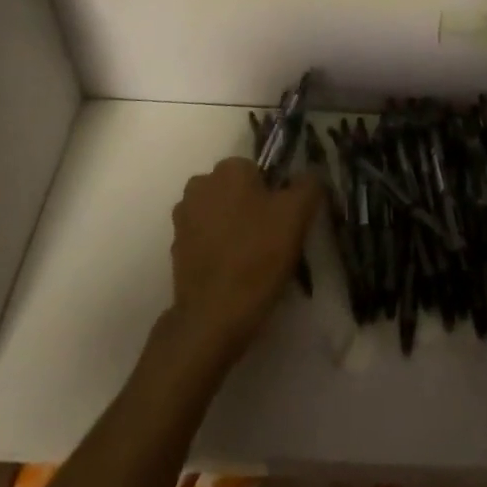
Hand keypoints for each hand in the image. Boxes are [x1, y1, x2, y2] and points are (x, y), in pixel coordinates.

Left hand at [166, 157, 321, 366]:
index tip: (284, 221)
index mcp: (228, 168)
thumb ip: (309, 184)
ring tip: (252, 260)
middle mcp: (200, 184)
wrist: (212, 318)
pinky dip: (218, 249)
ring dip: (234, 228)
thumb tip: (310, 173)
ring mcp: (183, 217)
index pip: (259, 170)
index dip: (275, 195)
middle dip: (252, 208)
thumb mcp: (297, 215)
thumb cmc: (258, 256)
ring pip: (220, 214)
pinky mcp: (175, 248)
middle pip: (237, 191)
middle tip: (271, 240)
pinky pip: (205, 239)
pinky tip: (233, 272)